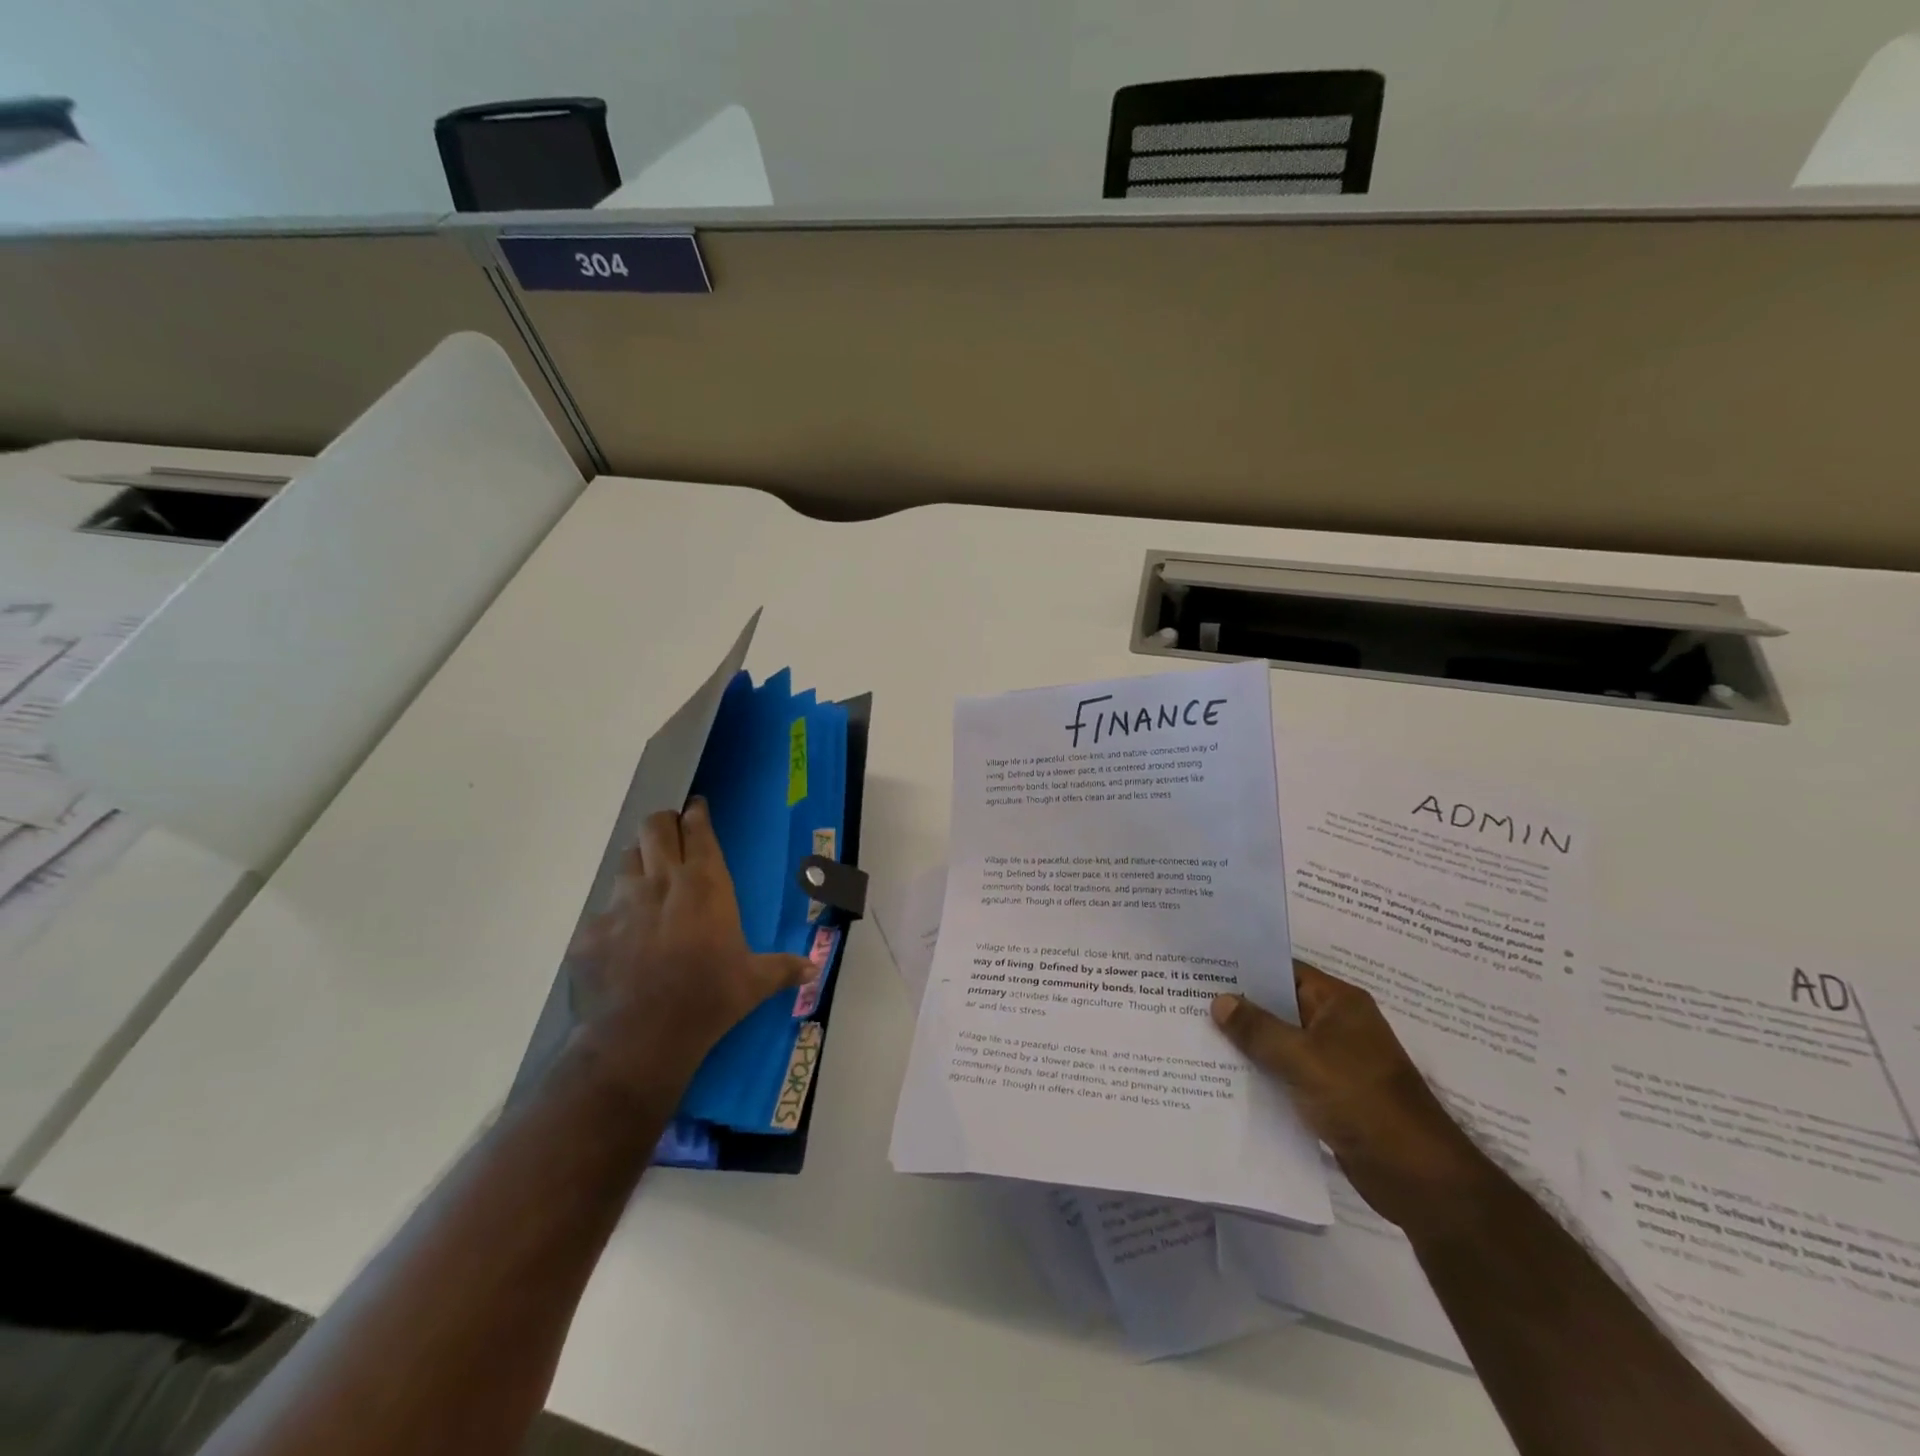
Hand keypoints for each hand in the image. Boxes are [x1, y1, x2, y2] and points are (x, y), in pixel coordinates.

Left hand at [568, 798, 814, 1097]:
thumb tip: (814, 969)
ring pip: (626, 860)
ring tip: (647, 876)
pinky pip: (603, 911)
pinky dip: (615, 916)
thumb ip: (783, 968)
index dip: (696, 815)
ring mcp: (621, 904)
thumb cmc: (708, 1000)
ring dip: (639, 860)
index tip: (696, 807)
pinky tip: (622, 938)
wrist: (640, 1039)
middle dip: (663, 823)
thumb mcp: (754, 983)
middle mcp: (662, 883)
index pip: (698, 831)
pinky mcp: (591, 932)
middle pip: (655, 828)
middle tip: (671, 831)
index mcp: (705, 885)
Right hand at [1211, 963, 1491, 1240]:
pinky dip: (1261, 1072)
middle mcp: (1336, 1025)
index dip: (1245, 968)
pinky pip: (1286, 1073)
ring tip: (1196, 1034)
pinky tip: (1223, 1076)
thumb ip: (1258, 1029)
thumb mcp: (1303, 1059)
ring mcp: (1334, 1061)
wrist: (1417, 1177)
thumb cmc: (1363, 1101)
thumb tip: (1219, 1000)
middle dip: (1239, 1006)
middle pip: (1279, 1006)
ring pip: (1280, 1042)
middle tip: (1187, 999)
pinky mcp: (1329, 1094)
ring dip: (1247, 1043)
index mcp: (1339, 1003)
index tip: (1203, 967)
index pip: (1284, 971)